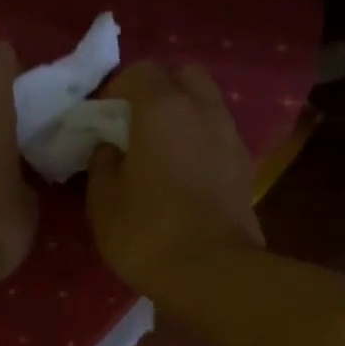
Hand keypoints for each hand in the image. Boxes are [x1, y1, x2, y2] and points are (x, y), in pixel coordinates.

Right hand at [86, 62, 263, 295]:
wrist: (213, 273)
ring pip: (207, 105)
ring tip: (159, 148)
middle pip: (185, 75)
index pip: (140, 71)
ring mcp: (231, 139)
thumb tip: (111, 147)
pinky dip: (200, 141)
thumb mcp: (103, 200)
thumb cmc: (148, 232)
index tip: (99, 117)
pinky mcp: (245, 169)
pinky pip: (218, 137)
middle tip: (135, 121)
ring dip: (183, 115)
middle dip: (159, 89)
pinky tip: (183, 172)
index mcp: (164, 108)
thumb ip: (102, 162)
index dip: (115, 88)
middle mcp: (204, 111)